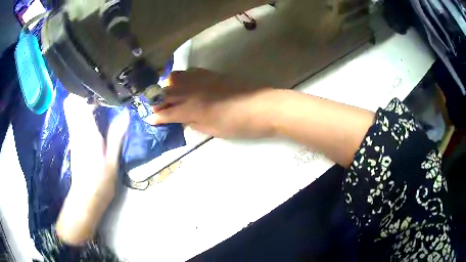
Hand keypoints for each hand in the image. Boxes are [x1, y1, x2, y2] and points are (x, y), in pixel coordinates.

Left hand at [57, 94, 128, 245]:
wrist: (86, 198)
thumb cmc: (100, 182)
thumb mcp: (112, 160)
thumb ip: (116, 135)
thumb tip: (125, 114)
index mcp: (86, 132)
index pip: (78, 102)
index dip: (86, 90)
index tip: (101, 86)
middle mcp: (76, 130)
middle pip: (71, 102)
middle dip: (82, 92)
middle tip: (100, 91)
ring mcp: (73, 135)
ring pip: (71, 108)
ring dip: (82, 100)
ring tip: (99, 100)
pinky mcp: (74, 140)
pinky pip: (74, 117)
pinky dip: (81, 111)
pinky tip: (94, 114)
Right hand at [145, 69, 279, 138]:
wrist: (262, 107)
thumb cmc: (238, 125)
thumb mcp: (213, 130)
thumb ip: (194, 123)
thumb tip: (183, 118)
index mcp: (192, 110)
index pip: (168, 113)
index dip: (157, 117)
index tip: (149, 119)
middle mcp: (192, 92)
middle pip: (167, 93)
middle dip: (157, 100)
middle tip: (156, 106)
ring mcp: (201, 80)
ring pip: (175, 78)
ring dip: (168, 86)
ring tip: (169, 93)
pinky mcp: (211, 73)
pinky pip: (190, 72)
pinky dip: (182, 77)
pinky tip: (185, 83)